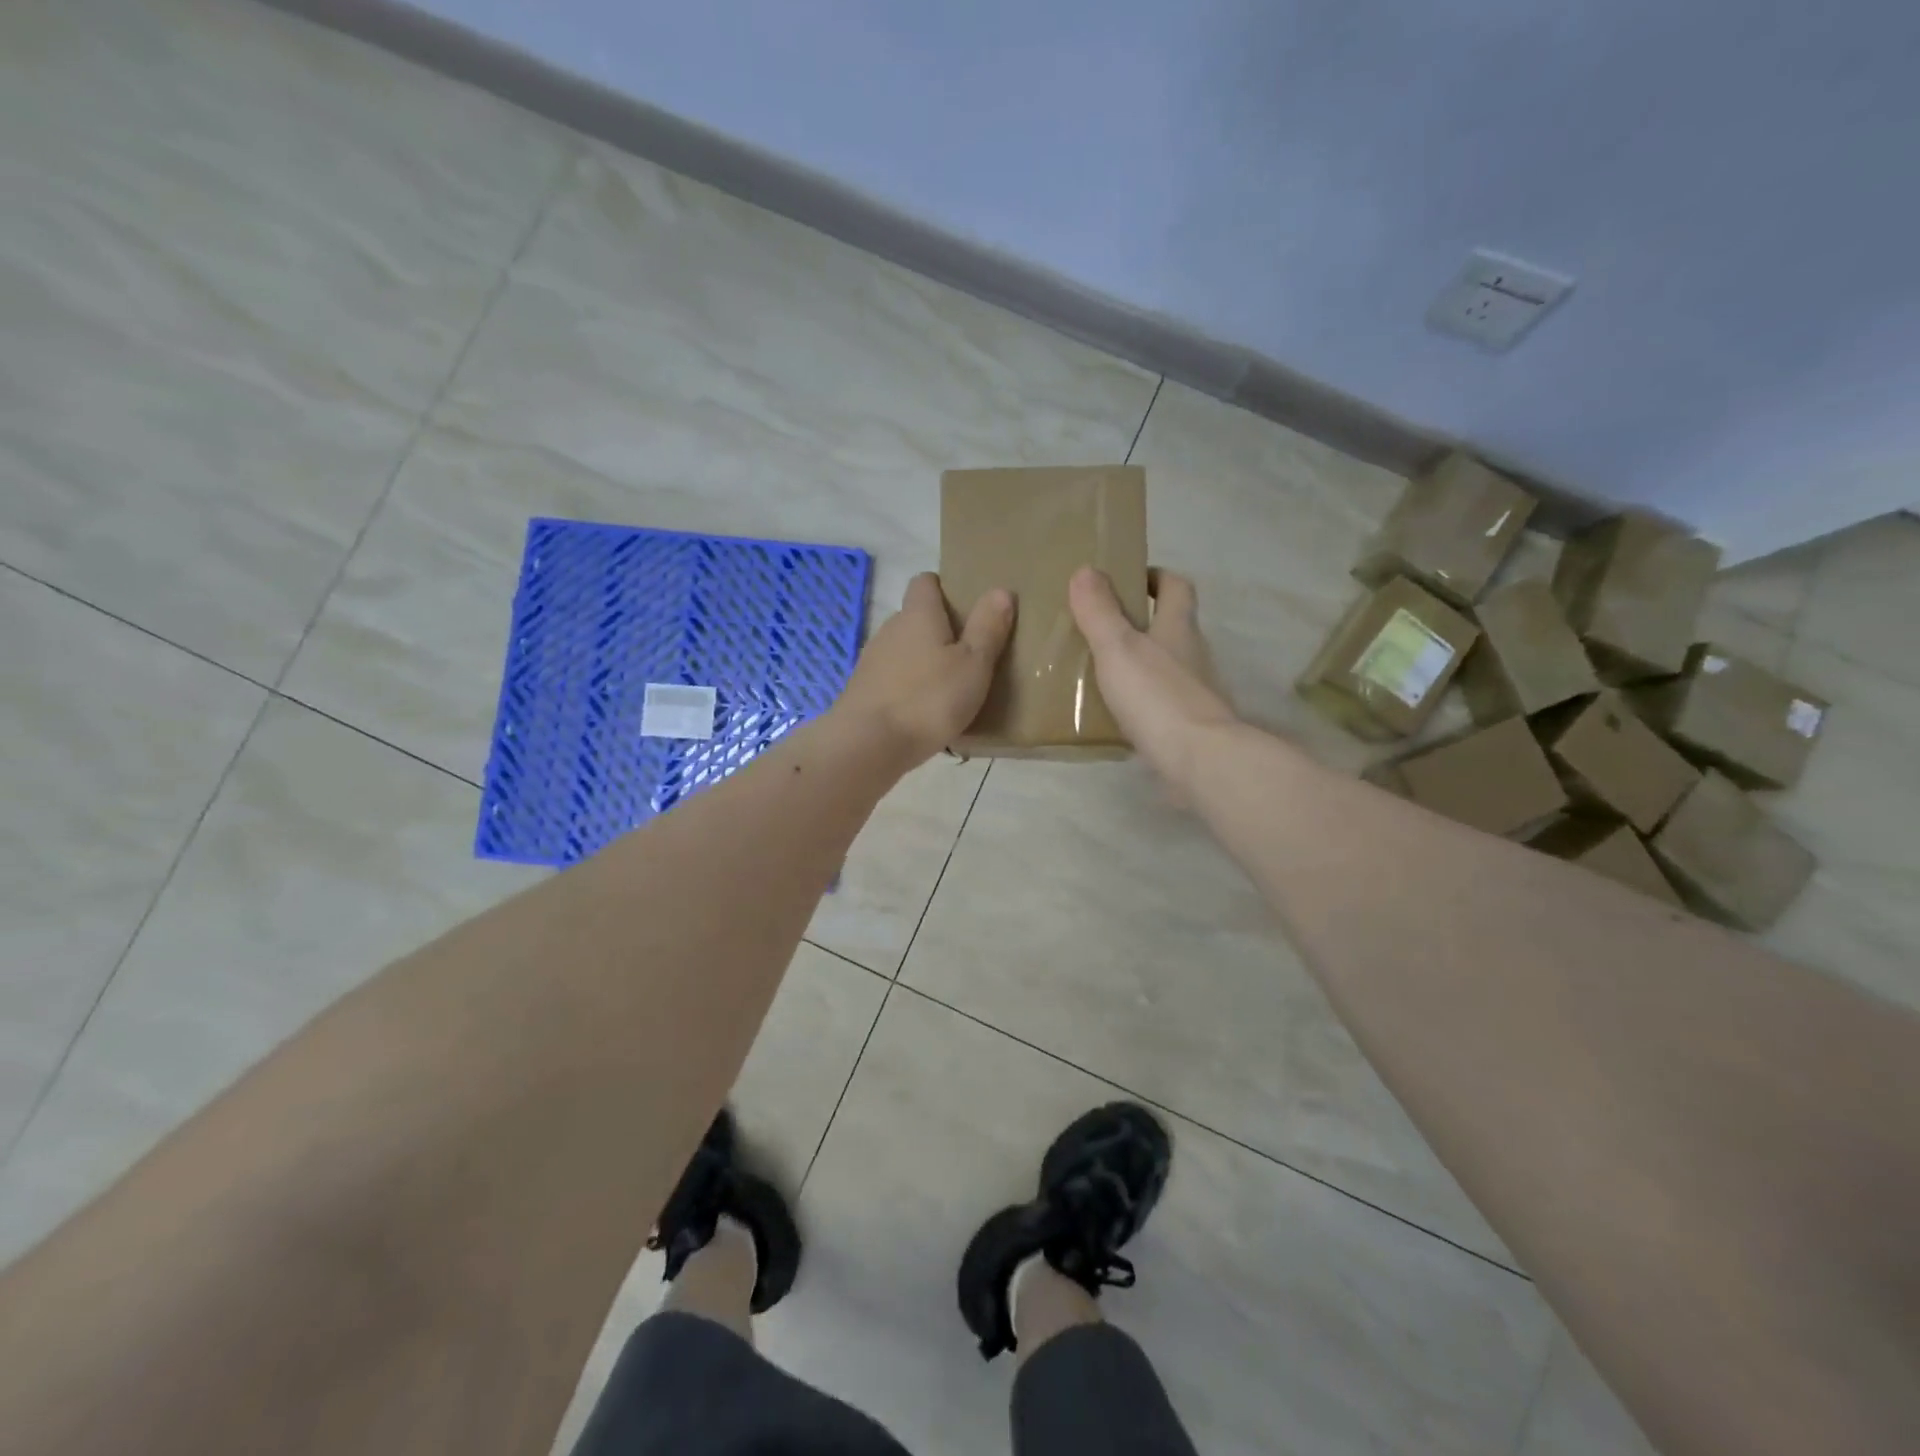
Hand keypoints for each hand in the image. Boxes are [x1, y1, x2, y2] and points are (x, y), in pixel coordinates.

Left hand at [833, 573, 1015, 766]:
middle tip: (969, 653)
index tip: (966, 607)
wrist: (868, 744)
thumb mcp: (973, 665)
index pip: (925, 582)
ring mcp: (872, 661)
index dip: (944, 589)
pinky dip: (908, 687)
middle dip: (939, 629)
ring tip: (949, 686)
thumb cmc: (929, 699)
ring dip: (923, 661)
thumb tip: (1000, 590)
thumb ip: (987, 628)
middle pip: (915, 618)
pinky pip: (892, 679)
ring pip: (903, 650)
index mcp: (918, 615)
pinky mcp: (863, 691)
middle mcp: (890, 629)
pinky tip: (924, 712)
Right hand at [1070, 566, 1237, 793]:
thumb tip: (1086, 570)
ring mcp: (1194, 692)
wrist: (1200, 759)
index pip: (1175, 587)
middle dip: (1140, 622)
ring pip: (1165, 666)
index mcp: (1178, 627)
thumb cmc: (1157, 696)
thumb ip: (1100, 612)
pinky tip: (1115, 713)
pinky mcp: (1189, 725)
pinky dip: (1140, 701)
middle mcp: (1192, 654)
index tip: (1127, 579)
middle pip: (1170, 626)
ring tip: (1099, 671)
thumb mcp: (1118, 648)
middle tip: (1099, 627)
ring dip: (1138, 664)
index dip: (1155, 577)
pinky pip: (1160, 703)